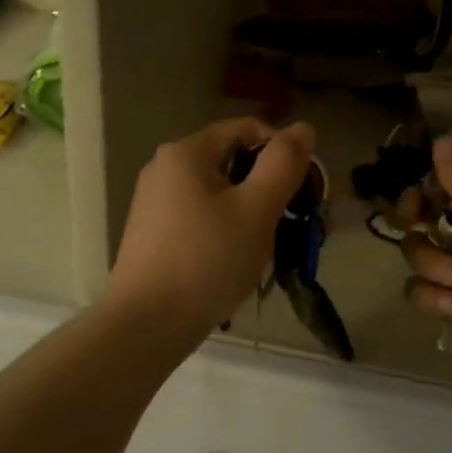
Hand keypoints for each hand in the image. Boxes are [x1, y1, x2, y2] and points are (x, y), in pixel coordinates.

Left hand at [106, 117, 314, 347]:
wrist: (147, 324)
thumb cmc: (207, 260)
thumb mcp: (256, 210)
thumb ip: (283, 165)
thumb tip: (303, 127)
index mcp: (186, 153)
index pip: (248, 129)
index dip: (283, 152)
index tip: (305, 190)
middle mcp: (165, 169)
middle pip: (234, 163)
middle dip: (273, 190)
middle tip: (300, 226)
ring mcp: (156, 204)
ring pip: (221, 196)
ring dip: (255, 215)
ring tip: (277, 251)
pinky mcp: (155, 235)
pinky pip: (203, 219)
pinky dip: (229, 232)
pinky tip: (242, 262)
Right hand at [401, 136, 451, 402]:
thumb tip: (443, 138)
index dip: (431, 183)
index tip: (416, 187)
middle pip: (429, 216)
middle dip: (419, 222)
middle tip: (414, 222)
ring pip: (420, 252)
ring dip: (432, 265)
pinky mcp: (450, 306)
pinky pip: (420, 288)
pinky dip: (434, 297)